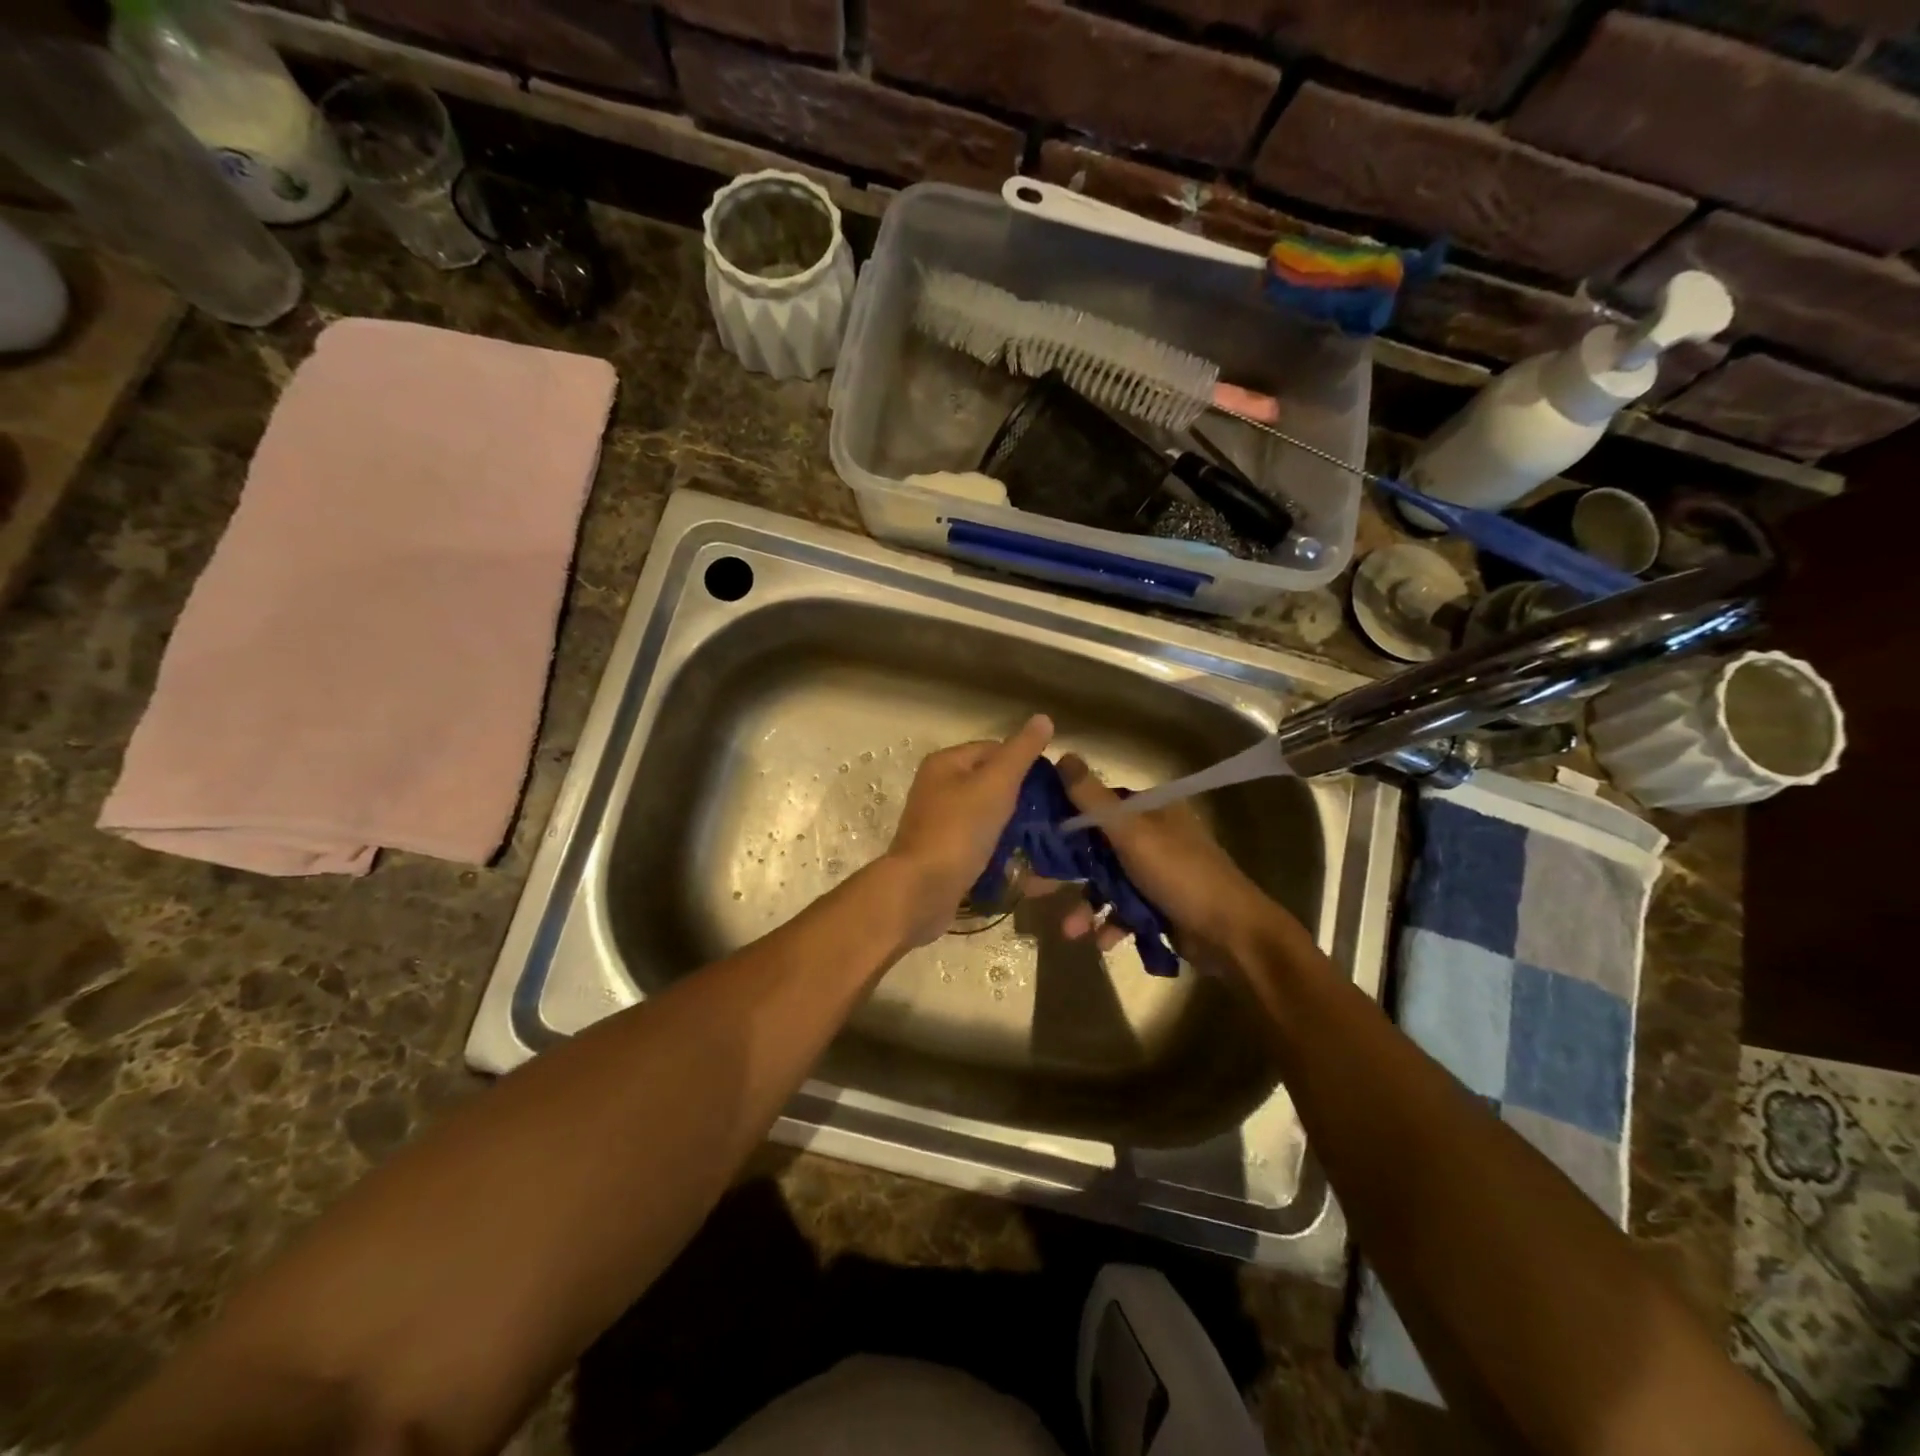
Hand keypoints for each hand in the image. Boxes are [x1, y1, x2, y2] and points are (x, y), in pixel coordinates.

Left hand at [883, 715, 1053, 946]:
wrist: (922, 890)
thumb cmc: (959, 829)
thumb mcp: (996, 783)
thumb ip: (1021, 752)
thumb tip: (1043, 718)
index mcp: (945, 764)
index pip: (993, 749)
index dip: (1024, 762)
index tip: (1053, 784)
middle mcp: (938, 789)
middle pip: (990, 784)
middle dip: (1023, 798)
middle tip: (1055, 814)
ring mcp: (940, 824)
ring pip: (988, 817)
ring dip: (1016, 827)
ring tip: (1048, 839)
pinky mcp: (945, 855)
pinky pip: (982, 845)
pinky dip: (1003, 852)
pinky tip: (1028, 864)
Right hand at [1050, 753, 1289, 971]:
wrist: (1233, 934)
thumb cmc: (1180, 874)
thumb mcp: (1132, 833)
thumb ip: (1093, 799)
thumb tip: (1063, 754)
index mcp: (1150, 811)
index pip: (1096, 805)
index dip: (1063, 817)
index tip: (1031, 834)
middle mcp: (1151, 836)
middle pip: (1095, 847)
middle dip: (1065, 871)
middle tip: (1031, 887)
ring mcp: (1155, 873)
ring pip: (1107, 883)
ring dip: (1086, 906)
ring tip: (1071, 930)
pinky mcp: (1158, 906)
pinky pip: (1124, 910)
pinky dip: (1111, 924)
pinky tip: (1103, 941)